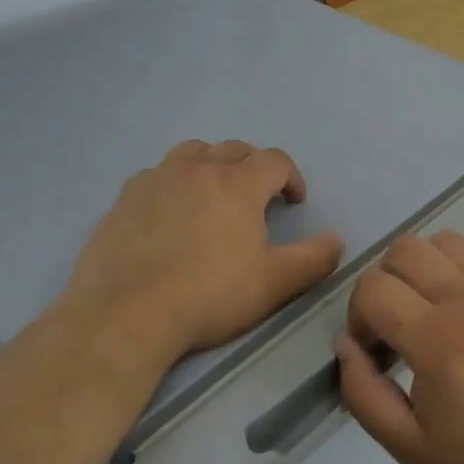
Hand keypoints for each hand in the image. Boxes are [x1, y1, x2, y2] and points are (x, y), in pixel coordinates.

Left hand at [64, 140, 344, 373]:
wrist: (126, 314)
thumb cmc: (209, 297)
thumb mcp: (274, 284)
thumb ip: (313, 259)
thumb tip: (337, 239)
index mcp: (237, 184)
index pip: (275, 160)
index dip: (291, 177)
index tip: (294, 201)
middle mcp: (197, 169)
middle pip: (234, 149)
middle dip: (254, 167)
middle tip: (258, 198)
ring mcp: (156, 179)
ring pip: (193, 152)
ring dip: (212, 164)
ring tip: (213, 192)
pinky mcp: (125, 197)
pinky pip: (157, 174)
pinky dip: (173, 182)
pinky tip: (169, 210)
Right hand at [335, 230, 463, 463]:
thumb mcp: (410, 447)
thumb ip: (363, 394)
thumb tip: (346, 344)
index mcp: (436, 341)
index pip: (372, 288)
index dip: (358, 316)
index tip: (374, 350)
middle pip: (401, 251)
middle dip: (383, 285)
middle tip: (396, 327)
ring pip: (438, 241)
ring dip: (419, 268)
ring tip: (428, 308)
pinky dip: (454, 266)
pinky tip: (462, 304)